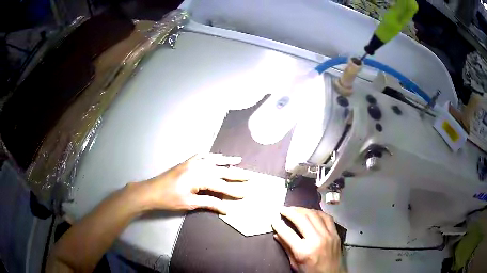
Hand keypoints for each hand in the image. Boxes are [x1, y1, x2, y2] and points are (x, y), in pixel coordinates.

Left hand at [135, 154, 247, 213]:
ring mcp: (192, 162)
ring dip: (226, 160)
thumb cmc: (170, 199)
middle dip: (236, 174)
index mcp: (199, 177)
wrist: (152, 190)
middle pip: (221, 170)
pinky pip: (202, 155)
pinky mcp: (187, 162)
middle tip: (249, 176)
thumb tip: (226, 209)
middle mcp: (198, 166)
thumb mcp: (190, 203)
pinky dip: (211, 155)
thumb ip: (210, 203)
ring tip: (238, 160)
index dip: (233, 191)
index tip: (245, 194)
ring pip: (213, 159)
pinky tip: (216, 156)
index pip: (221, 185)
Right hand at [272, 207, 342, 272]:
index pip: (288, 233)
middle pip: (302, 219)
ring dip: (303, 209)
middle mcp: (316, 239)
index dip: (278, 225)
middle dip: (290, 212)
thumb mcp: (295, 264)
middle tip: (282, 209)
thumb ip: (287, 248)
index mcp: (304, 251)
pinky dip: (317, 212)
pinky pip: (327, 217)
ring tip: (294, 209)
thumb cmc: (311, 272)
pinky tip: (311, 212)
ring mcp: (328, 235)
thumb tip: (277, 235)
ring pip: (314, 215)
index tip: (273, 220)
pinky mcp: (335, 233)